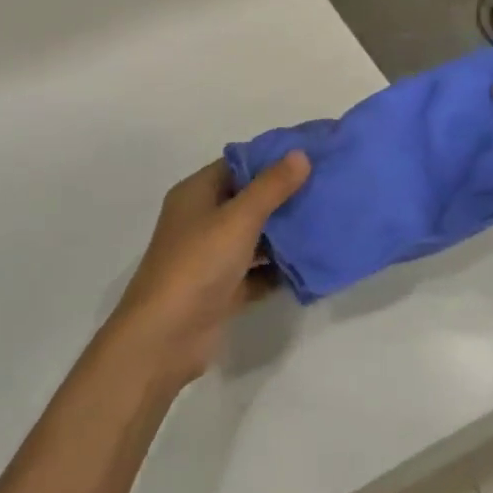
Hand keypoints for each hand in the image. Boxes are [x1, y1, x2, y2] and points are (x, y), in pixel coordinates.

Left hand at [109, 153, 310, 386]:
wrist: (165, 337)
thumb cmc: (198, 264)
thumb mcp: (238, 218)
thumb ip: (271, 187)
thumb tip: (300, 154)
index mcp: (196, 194)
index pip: (237, 164)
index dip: (271, 159)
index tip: (311, 156)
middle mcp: (202, 220)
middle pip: (247, 200)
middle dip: (284, 196)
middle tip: (326, 188)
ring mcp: (211, 257)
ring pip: (254, 237)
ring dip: (284, 233)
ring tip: (326, 221)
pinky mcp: (223, 290)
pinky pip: (257, 272)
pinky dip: (279, 269)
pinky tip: (312, 264)